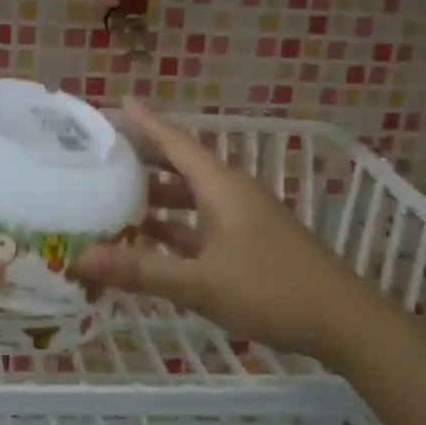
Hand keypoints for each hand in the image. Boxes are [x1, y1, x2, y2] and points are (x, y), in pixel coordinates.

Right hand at [71, 99, 383, 362]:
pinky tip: (148, 239)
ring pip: (189, 196)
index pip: (174, 142)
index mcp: (220, 187)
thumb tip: (80, 257)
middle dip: (142, 158)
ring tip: (113, 197)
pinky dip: (172, 226)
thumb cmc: (271, 291)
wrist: (345, 322)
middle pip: (179, 165)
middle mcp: (230, 193)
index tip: (116, 102)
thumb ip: (140, 270)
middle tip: (100, 155)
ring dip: (155, 196)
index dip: (145, 122)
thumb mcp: (200, 282)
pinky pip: (199, 223)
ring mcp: (241, 218)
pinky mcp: (247, 242)